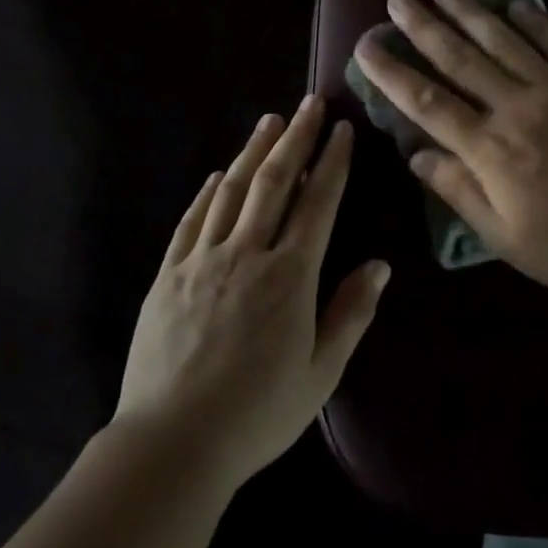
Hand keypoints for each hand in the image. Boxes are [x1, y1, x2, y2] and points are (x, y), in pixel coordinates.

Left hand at [114, 97, 388, 484]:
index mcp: (290, 276)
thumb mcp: (320, 372)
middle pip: (274, 183)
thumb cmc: (258, 414)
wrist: (172, 443)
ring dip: (252, 153)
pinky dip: (207, 193)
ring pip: (230, 192)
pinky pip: (191, 222)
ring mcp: (202, 261)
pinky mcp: (168, 275)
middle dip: (295, 139)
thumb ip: (351, 313)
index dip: (332, 162)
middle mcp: (247, 254)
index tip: (341, 130)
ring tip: (269, 122)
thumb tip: (379, 265)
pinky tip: (216, 176)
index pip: (317, 203)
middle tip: (308, 104)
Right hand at [351, 0, 547, 298]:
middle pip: (461, 60)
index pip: (428, 103)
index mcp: (490, 149)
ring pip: (505, 42)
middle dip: (424, 28)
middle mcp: (516, 108)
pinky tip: (518, 5)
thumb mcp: (506, 238)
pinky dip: (536, 22)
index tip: (366, 45)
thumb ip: (459, 192)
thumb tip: (416, 154)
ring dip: (471, 13)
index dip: (392, 73)